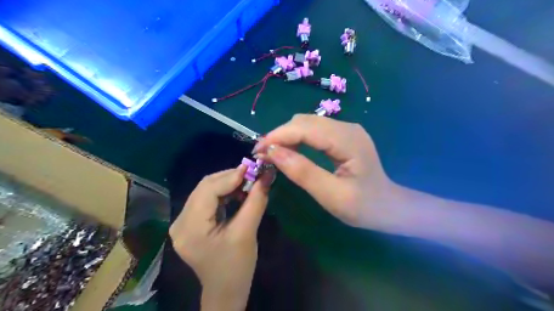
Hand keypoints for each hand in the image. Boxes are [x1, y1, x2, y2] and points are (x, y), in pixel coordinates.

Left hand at [171, 167, 270, 308]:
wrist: (226, 291)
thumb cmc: (237, 267)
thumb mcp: (247, 232)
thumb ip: (256, 201)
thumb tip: (266, 176)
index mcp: (190, 228)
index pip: (208, 190)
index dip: (231, 176)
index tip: (252, 168)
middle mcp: (180, 222)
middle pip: (205, 187)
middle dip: (230, 177)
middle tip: (252, 174)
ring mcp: (183, 222)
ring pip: (206, 191)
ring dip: (228, 184)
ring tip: (248, 183)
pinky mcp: (191, 223)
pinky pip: (207, 200)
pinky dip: (224, 193)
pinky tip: (238, 192)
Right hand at [254, 115, 403, 229]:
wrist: (390, 207)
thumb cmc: (364, 206)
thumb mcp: (331, 195)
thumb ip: (302, 172)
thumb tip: (272, 152)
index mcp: (348, 140)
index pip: (305, 128)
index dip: (278, 136)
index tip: (257, 150)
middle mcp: (347, 127)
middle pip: (304, 121)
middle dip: (280, 135)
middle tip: (263, 155)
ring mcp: (346, 129)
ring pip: (307, 123)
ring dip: (287, 136)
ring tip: (272, 154)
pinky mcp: (342, 135)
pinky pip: (314, 130)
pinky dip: (297, 138)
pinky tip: (290, 151)